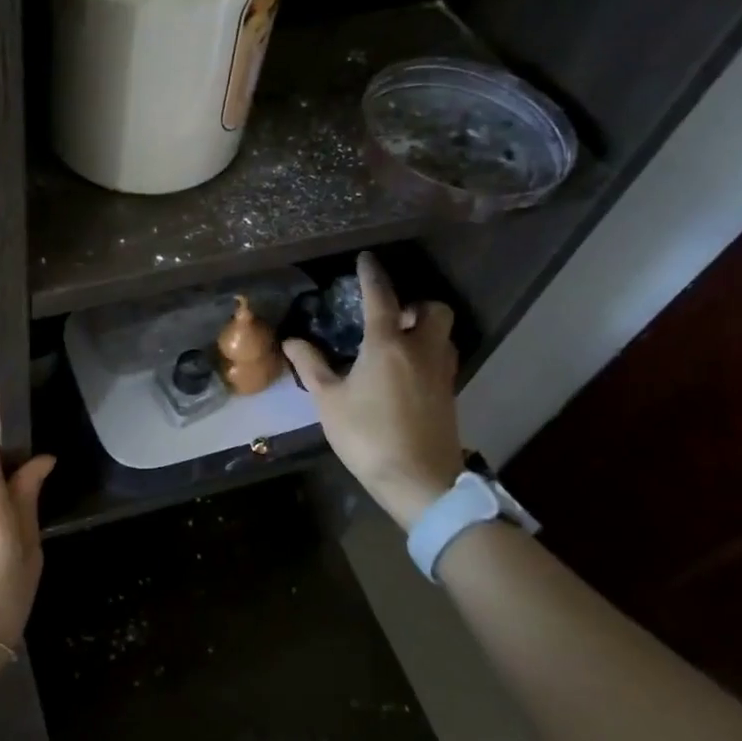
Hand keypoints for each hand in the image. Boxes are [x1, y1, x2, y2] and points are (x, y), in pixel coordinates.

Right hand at [285, 252, 464, 528]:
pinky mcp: (449, 394)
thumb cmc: (367, 435)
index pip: (381, 297)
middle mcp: (421, 350)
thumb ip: (311, 366)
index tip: (366, 260)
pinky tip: (406, 373)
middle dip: (415, 305)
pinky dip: (428, 353)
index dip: (372, 275)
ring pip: (443, 334)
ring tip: (397, 343)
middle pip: (433, 310)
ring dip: (425, 328)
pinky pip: (443, 358)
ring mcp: (441, 372)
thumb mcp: (328, 401)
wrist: (419, 480)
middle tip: (391, 317)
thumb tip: (292, 341)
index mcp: (387, 345)